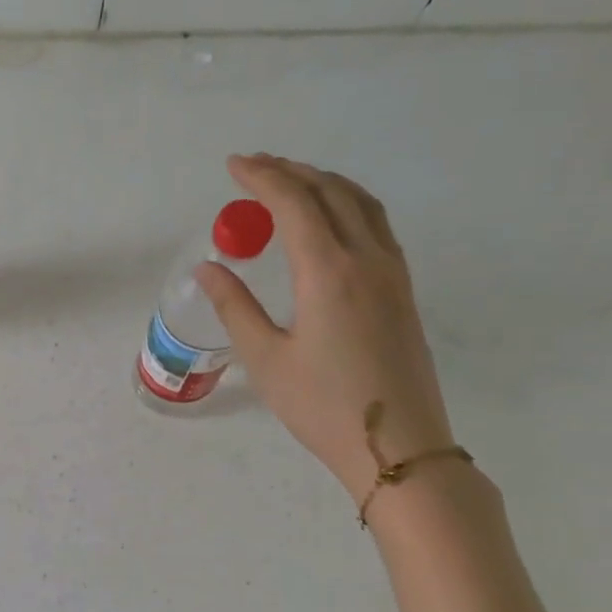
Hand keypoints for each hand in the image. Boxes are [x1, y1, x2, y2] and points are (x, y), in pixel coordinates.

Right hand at [195, 155, 453, 502]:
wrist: (399, 446)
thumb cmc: (322, 406)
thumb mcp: (265, 359)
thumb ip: (234, 307)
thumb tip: (208, 268)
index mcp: (329, 273)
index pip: (294, 204)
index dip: (262, 178)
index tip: (233, 165)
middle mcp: (367, 260)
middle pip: (331, 193)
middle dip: (291, 171)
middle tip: (254, 167)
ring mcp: (393, 274)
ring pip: (362, 204)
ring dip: (323, 183)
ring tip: (289, 181)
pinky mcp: (403, 291)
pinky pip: (376, 225)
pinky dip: (347, 204)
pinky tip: (328, 220)